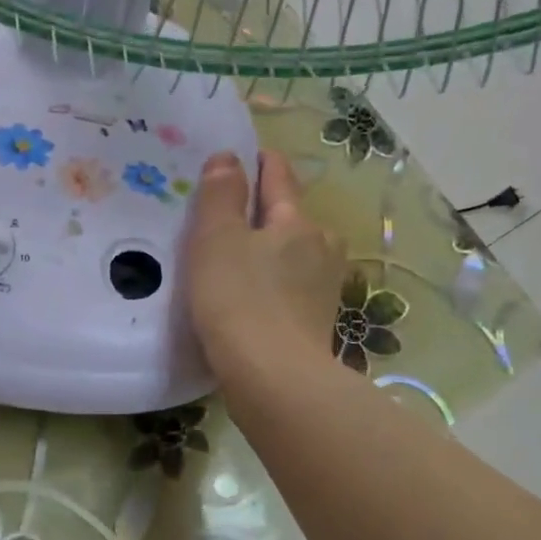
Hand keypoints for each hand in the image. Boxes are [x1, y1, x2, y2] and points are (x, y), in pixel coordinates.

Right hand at [185, 149, 345, 383]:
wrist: (274, 381)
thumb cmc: (239, 301)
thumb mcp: (217, 239)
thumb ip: (221, 194)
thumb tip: (229, 158)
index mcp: (297, 220)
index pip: (279, 174)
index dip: (257, 161)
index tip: (236, 157)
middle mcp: (321, 246)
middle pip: (287, 216)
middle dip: (258, 213)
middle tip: (219, 220)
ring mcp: (323, 287)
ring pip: (289, 254)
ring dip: (264, 252)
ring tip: (230, 262)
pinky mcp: (316, 322)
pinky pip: (288, 287)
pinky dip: (269, 284)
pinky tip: (247, 298)